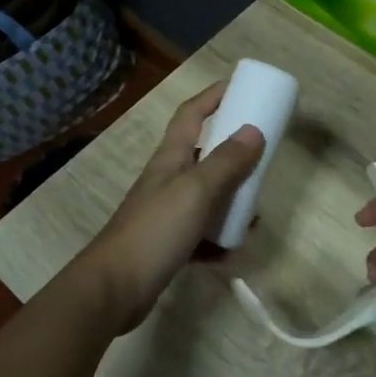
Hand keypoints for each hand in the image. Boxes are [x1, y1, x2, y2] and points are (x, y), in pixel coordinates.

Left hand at [83, 81, 264, 333]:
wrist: (114, 289)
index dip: (214, 96)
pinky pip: (202, 234)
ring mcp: (166, 212)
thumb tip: (255, 130)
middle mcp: (167, 179)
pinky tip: (233, 253)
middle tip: (262, 158)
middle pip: (203, 154)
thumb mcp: (196, 191)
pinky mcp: (168, 243)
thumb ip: (226, 162)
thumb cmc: (155, 230)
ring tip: (255, 214)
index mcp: (171, 158)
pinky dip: (219, 241)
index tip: (242, 87)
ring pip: (207, 197)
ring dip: (231, 202)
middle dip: (234, 154)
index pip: (192, 113)